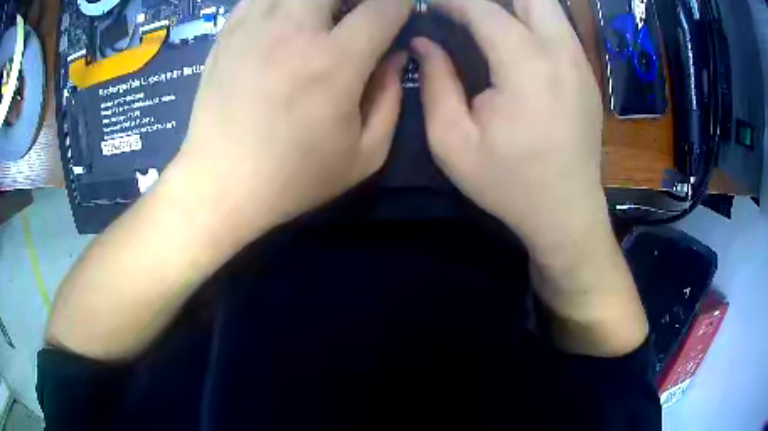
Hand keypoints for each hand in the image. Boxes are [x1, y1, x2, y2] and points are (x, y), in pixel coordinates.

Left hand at [171, 0, 411, 243]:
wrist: (221, 184)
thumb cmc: (294, 177)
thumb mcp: (364, 156)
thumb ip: (391, 99)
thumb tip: (395, 57)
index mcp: (334, 62)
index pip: (383, 7)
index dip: (400, 4)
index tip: (397, 14)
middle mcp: (294, 32)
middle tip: (357, 14)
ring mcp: (254, 27)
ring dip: (316, 2)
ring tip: (319, 18)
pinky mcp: (228, 34)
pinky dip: (279, 2)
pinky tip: (284, 19)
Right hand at [418, 0, 646, 355]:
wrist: (567, 214)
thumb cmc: (509, 185)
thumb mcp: (454, 142)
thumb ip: (435, 83)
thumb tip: (425, 42)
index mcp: (527, 66)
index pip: (483, 8)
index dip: (449, 0)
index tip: (426, 3)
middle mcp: (561, 52)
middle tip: (461, 10)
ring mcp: (580, 61)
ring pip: (549, 6)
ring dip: (514, 4)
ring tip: (482, 17)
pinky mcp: (587, 73)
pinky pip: (559, 26)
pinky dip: (532, 18)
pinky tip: (512, 34)